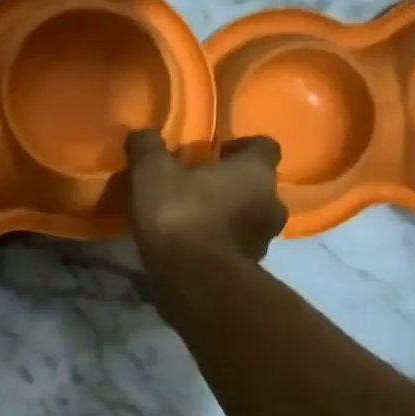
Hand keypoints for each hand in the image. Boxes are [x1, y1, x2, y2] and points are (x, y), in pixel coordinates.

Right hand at [125, 130, 285, 270]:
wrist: (194, 281)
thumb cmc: (180, 215)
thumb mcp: (152, 173)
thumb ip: (148, 148)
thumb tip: (142, 134)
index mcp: (256, 171)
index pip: (265, 146)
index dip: (241, 147)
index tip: (215, 153)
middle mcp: (272, 203)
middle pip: (258, 186)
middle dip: (233, 186)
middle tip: (200, 187)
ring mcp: (264, 241)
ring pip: (249, 219)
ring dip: (228, 217)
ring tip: (195, 220)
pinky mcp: (250, 270)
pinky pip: (237, 248)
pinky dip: (220, 245)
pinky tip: (193, 248)